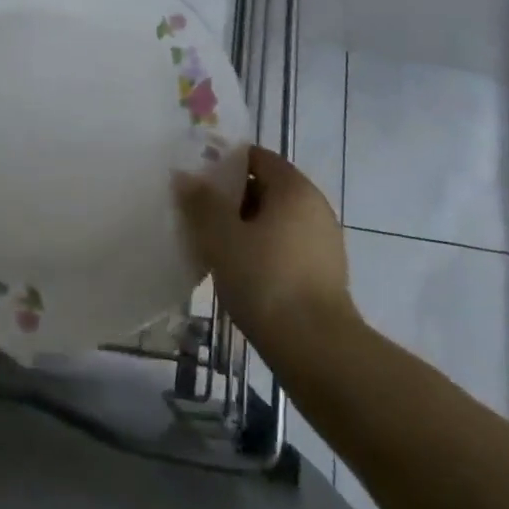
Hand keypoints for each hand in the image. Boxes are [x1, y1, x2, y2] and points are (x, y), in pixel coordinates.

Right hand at [174, 145, 357, 343]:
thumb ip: (201, 202)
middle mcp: (315, 207)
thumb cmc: (266, 281)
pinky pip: (285, 247)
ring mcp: (324, 242)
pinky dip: (262, 251)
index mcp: (294, 188)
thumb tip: (184, 175)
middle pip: (266, 187)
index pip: (256, 157)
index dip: (224, 162)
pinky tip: (239, 272)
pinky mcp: (324, 275)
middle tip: (198, 213)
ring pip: (274, 221)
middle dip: (231, 197)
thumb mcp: (222, 237)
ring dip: (245, 227)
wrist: (318, 351)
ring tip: (213, 245)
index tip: (196, 177)